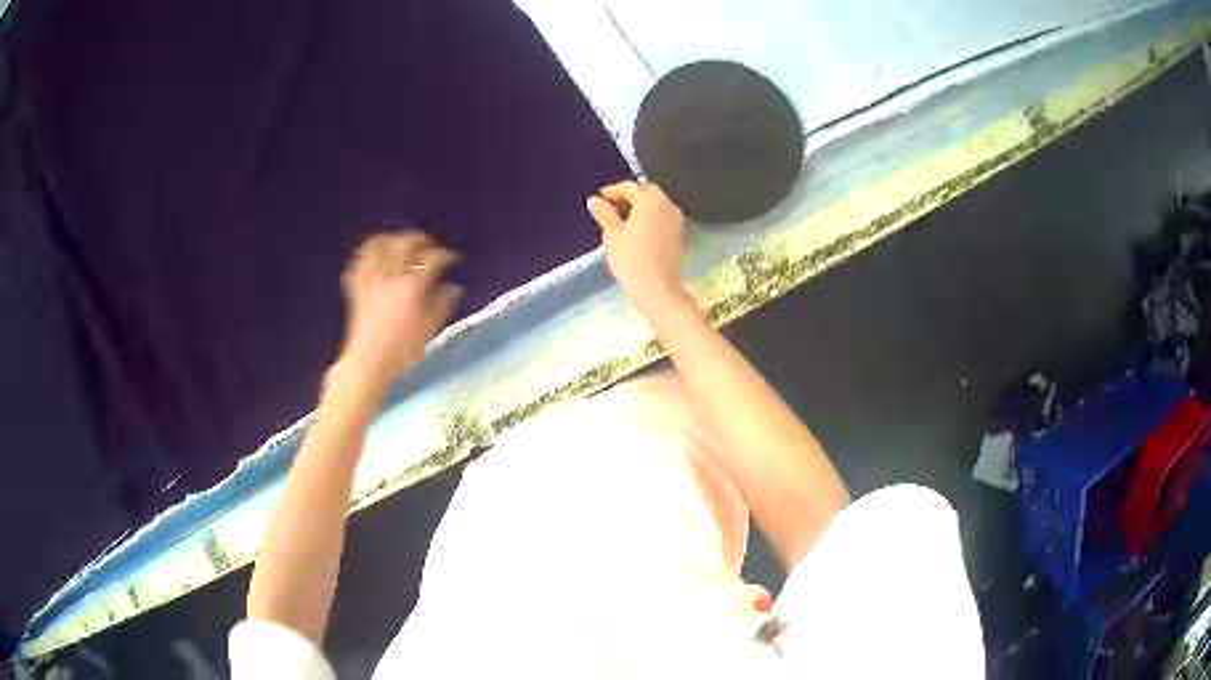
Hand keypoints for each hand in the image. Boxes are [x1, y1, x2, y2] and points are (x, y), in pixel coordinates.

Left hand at [338, 231, 461, 381]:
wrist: (369, 362)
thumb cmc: (403, 350)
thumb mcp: (430, 328)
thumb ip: (443, 304)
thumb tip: (454, 287)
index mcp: (412, 287)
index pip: (432, 260)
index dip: (445, 255)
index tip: (452, 258)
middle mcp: (391, 277)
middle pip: (405, 245)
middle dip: (419, 239)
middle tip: (428, 243)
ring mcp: (371, 280)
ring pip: (379, 247)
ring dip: (391, 239)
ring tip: (399, 240)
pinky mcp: (357, 288)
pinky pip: (359, 262)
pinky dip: (366, 253)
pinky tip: (373, 254)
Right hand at [586, 181, 685, 303]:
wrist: (657, 288)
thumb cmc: (632, 259)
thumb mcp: (612, 234)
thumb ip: (603, 213)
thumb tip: (595, 200)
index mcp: (650, 200)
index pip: (629, 187)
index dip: (611, 192)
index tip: (598, 198)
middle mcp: (667, 205)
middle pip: (645, 193)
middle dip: (627, 198)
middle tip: (609, 208)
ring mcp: (676, 220)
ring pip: (654, 205)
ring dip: (638, 208)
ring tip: (619, 221)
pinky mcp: (678, 234)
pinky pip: (660, 218)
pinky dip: (648, 219)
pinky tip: (634, 232)